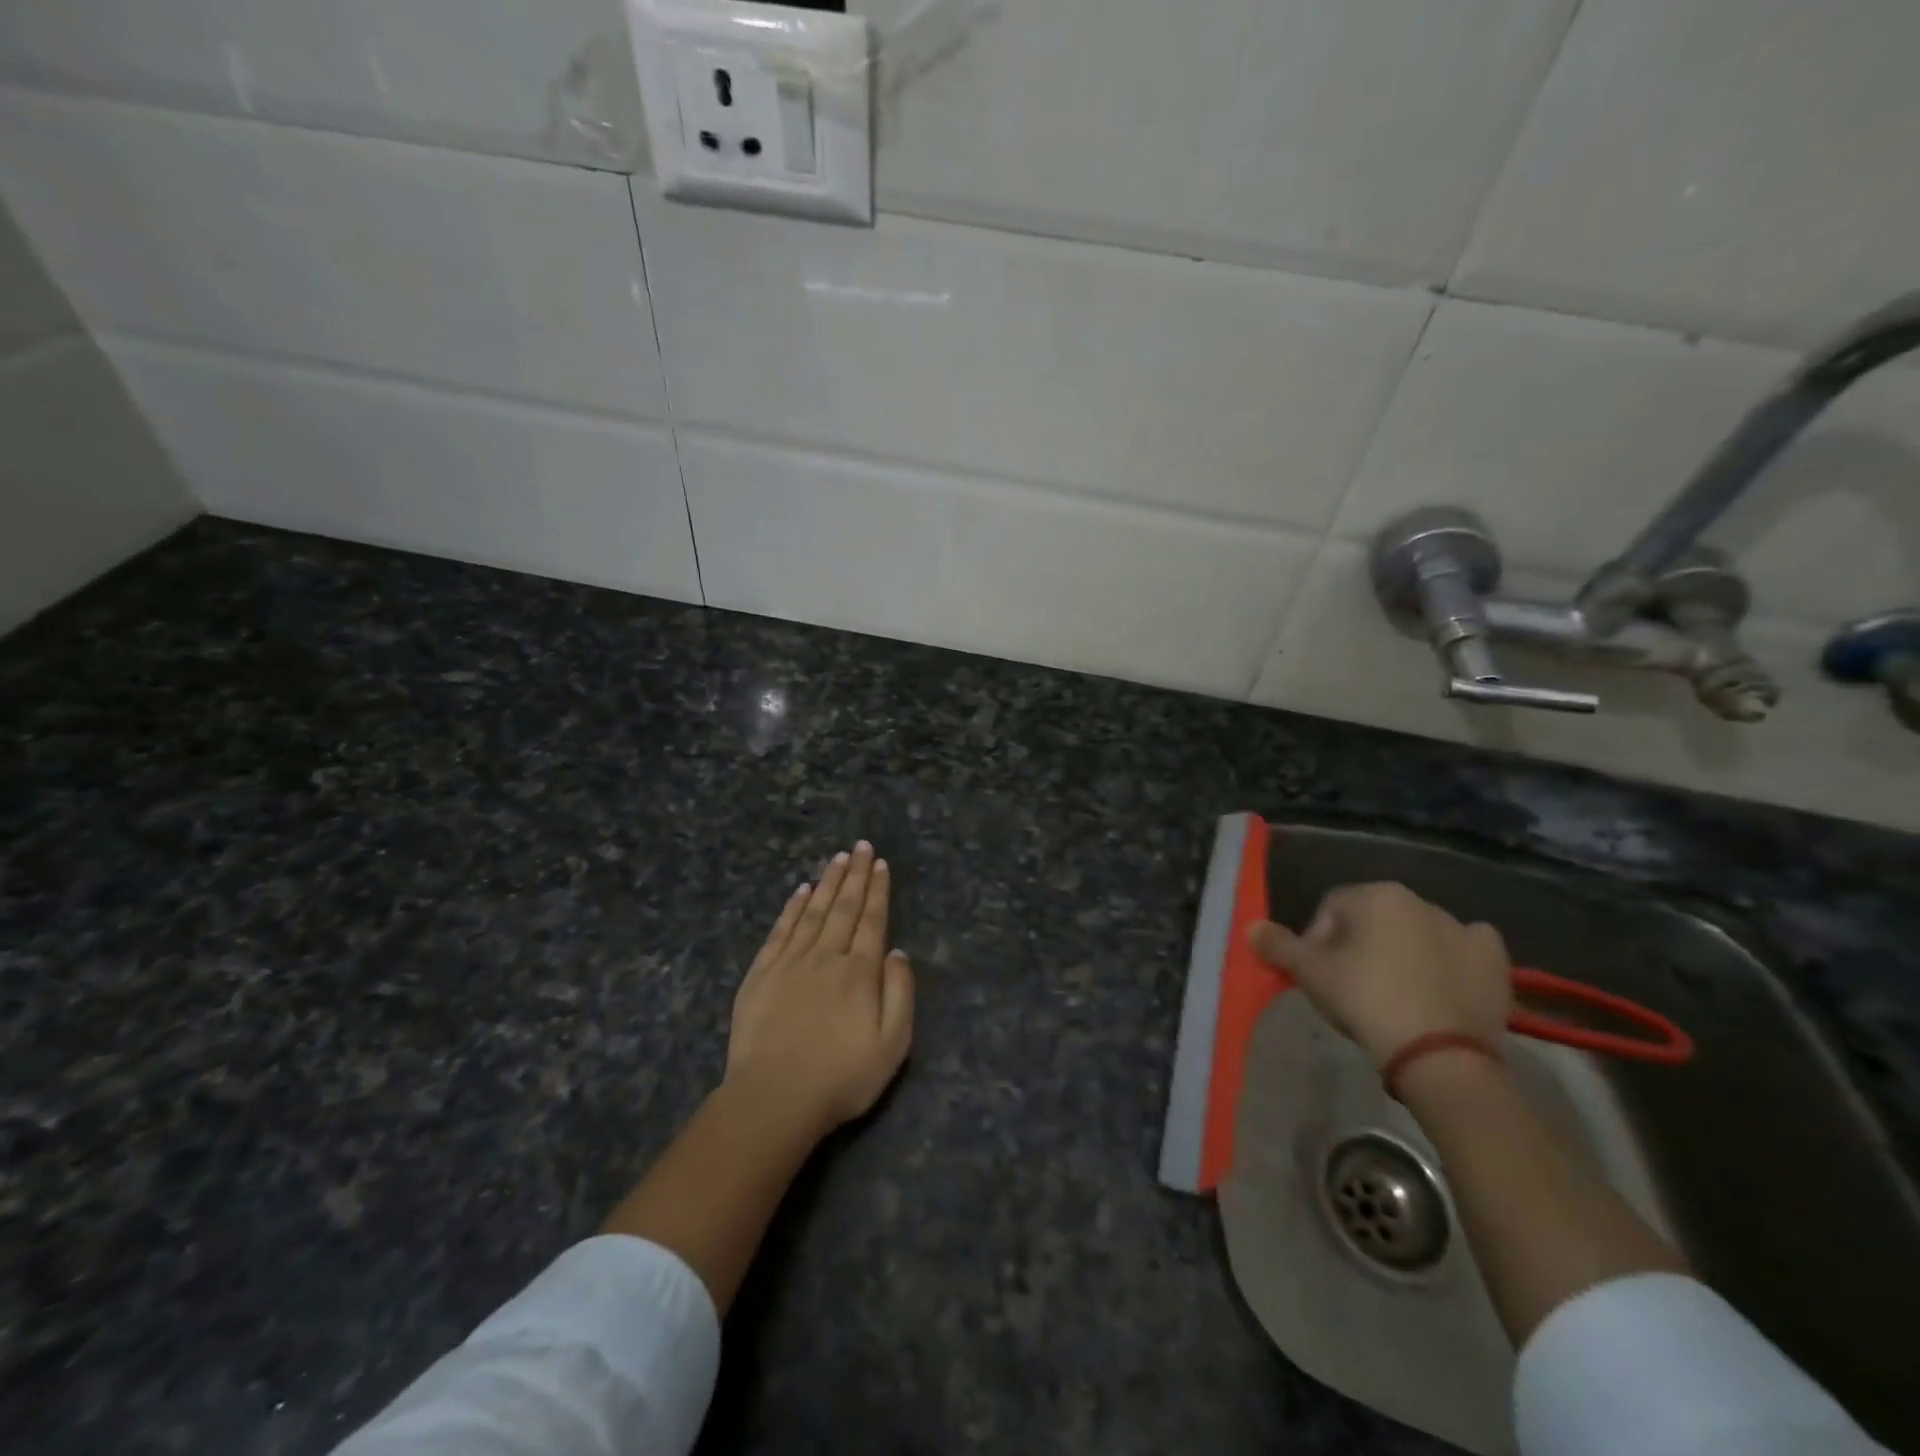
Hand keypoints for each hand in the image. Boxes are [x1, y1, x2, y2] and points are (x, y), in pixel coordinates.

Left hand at [724, 840, 914, 1136]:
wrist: (774, 1098)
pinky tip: (800, 891)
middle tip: (861, 846)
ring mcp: (790, 962)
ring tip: (837, 858)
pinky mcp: (761, 974)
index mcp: (859, 972)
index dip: (877, 890)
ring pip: (813, 911)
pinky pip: (781, 930)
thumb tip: (897, 951)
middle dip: (855, 874)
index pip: (872, 920)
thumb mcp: (893, 1044)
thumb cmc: (841, 1077)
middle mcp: (826, 956)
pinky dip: (792, 908)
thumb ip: (900, 993)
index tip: (880, 864)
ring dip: (827, 882)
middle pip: (844, 907)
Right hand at [1248, 881, 1510, 1066]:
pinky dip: (1453, 960)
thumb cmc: (1366, 1000)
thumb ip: (1279, 946)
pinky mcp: (1494, 960)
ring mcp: (1462, 928)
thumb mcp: (1310, 974)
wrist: (1441, 1055)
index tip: (1319, 976)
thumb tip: (1252, 927)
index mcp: (1375, 895)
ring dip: (1403, 953)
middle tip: (1353, 988)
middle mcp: (1419, 900)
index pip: (1331, 908)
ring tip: (1396, 996)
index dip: (1318, 940)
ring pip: (1418, 933)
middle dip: (1360, 946)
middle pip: (1375, 919)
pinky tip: (1443, 985)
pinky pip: (1465, 949)